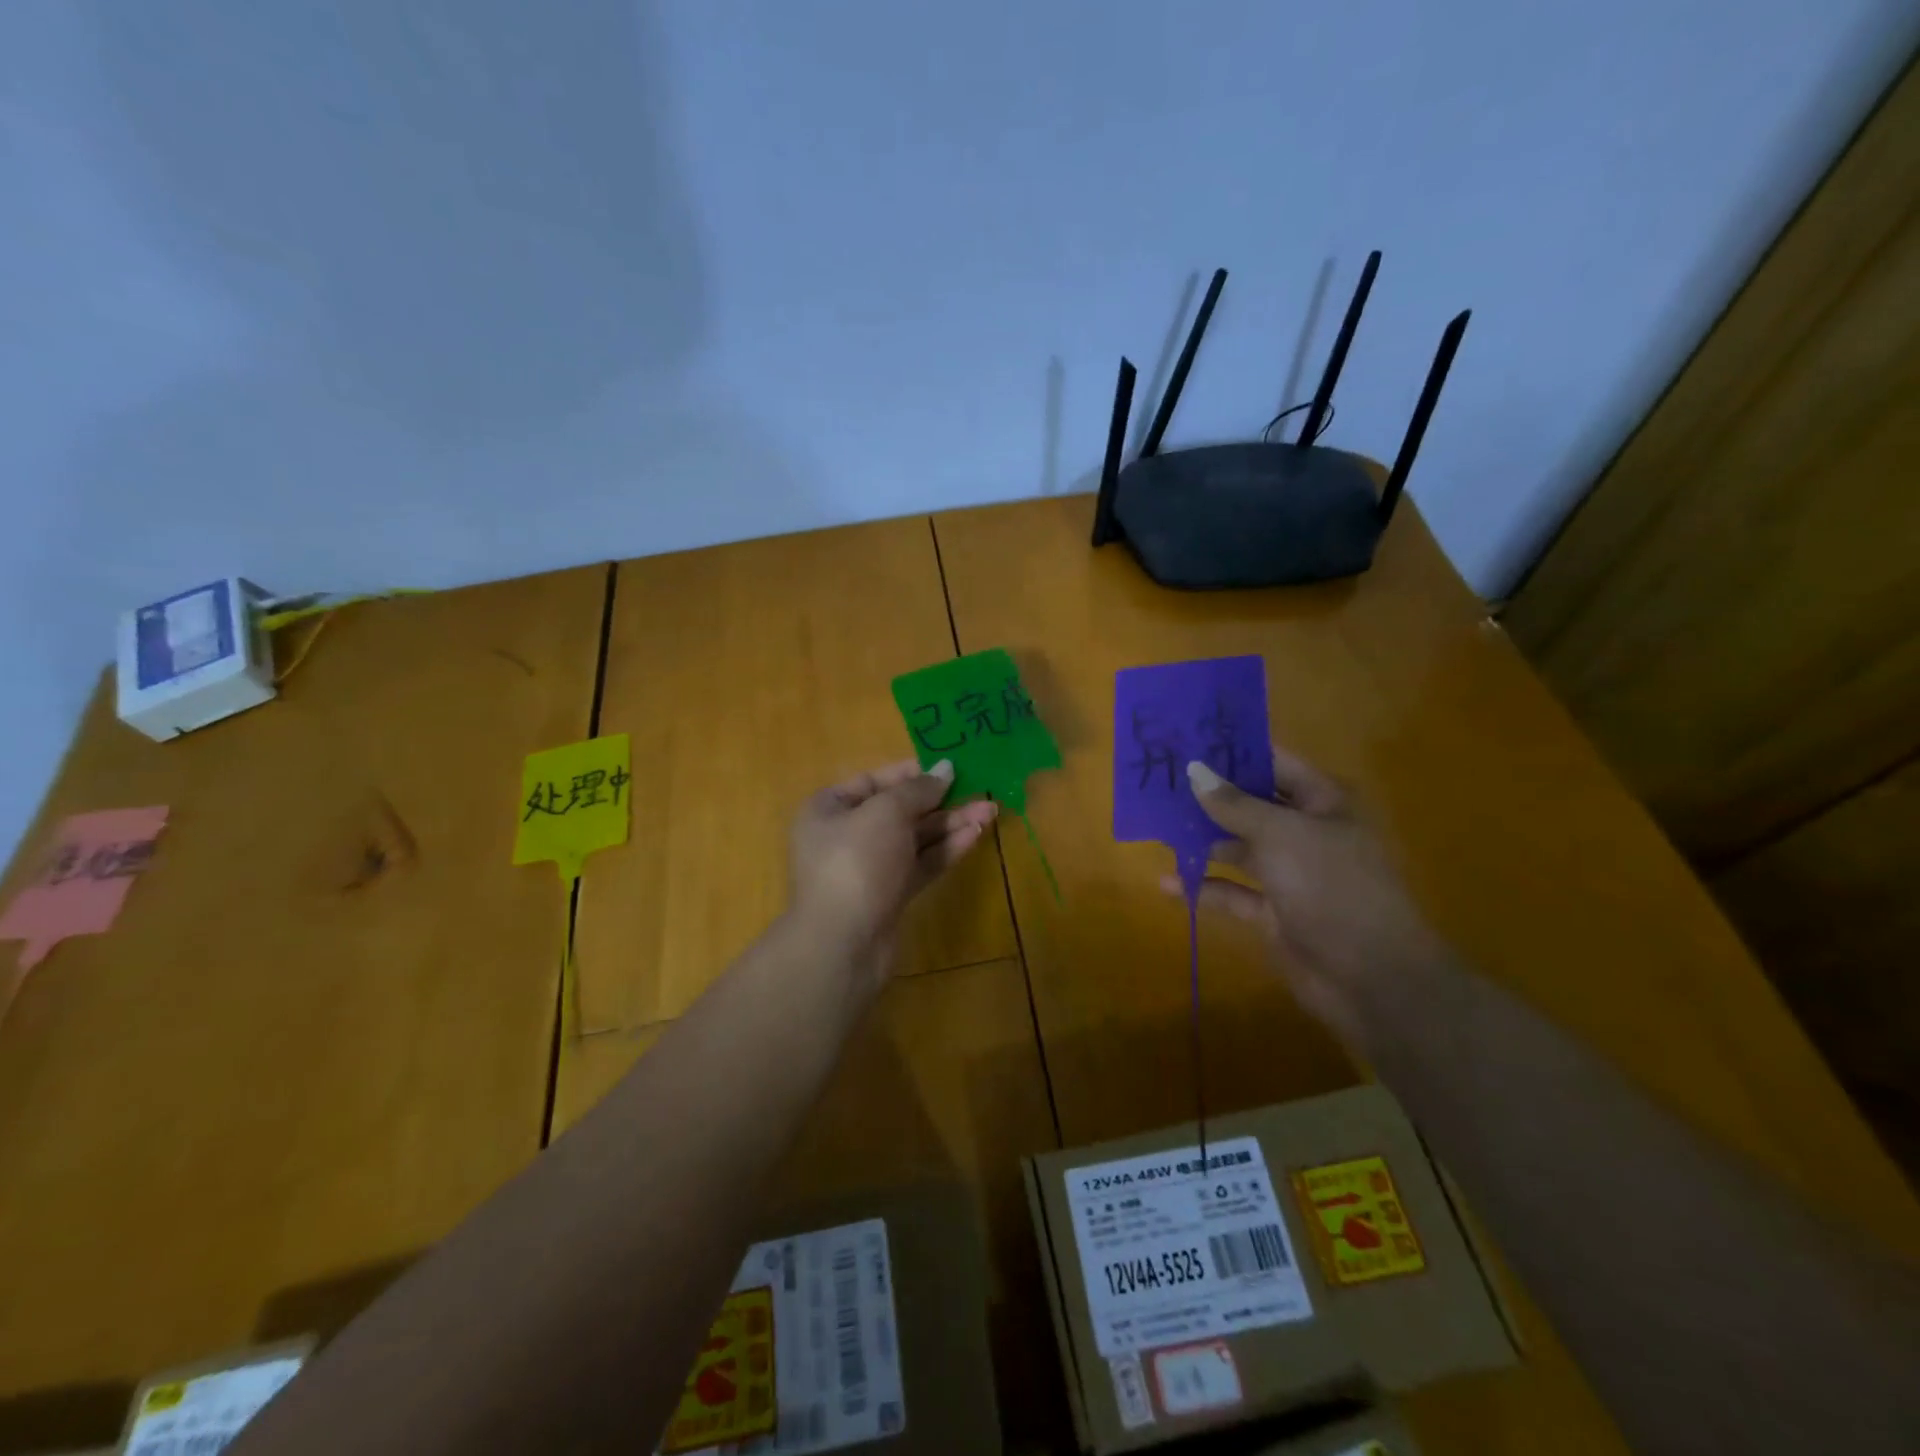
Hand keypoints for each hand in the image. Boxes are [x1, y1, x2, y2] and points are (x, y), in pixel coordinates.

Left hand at [788, 758, 997, 977]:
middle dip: (939, 801)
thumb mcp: (886, 812)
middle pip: (899, 810)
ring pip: (915, 838)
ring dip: (951, 824)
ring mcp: (870, 867)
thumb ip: (918, 789)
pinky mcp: (891, 894)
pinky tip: (975, 835)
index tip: (947, 769)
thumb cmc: (856, 861)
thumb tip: (946, 768)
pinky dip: (946, 849)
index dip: (910, 773)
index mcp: (829, 809)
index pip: (872, 781)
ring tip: (990, 810)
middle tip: (979, 789)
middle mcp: (846, 835)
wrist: (844, 942)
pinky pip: (921, 862)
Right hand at [1170, 747, 1452, 1053]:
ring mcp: (1290, 874)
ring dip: (1203, 840)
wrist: (1371, 976)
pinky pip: (1233, 892)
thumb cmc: (1332, 886)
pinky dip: (1204, 888)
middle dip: (1210, 796)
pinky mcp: (1274, 913)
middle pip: (1252, 805)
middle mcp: (1307, 833)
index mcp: (1322, 803)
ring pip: (1239, 848)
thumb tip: (1194, 770)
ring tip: (1156, 827)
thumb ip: (1234, 804)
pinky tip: (1168, 884)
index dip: (1234, 752)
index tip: (1188, 742)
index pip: (1275, 764)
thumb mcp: (1281, 835)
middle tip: (1160, 782)